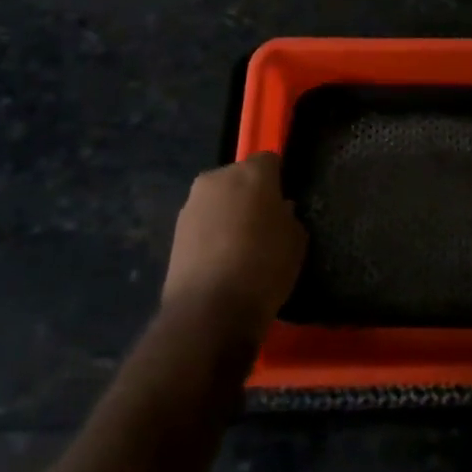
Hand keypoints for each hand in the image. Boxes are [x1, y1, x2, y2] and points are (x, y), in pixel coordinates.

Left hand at [162, 153, 306, 346]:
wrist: (209, 311)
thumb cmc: (264, 267)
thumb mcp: (296, 241)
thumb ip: (288, 217)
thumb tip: (279, 211)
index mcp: (252, 173)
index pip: (270, 160)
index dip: (278, 180)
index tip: (283, 202)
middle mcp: (218, 178)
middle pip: (240, 177)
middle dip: (250, 193)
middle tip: (263, 222)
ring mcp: (192, 203)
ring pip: (218, 198)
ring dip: (228, 212)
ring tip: (239, 244)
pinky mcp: (175, 230)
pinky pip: (202, 221)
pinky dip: (211, 231)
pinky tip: (220, 258)